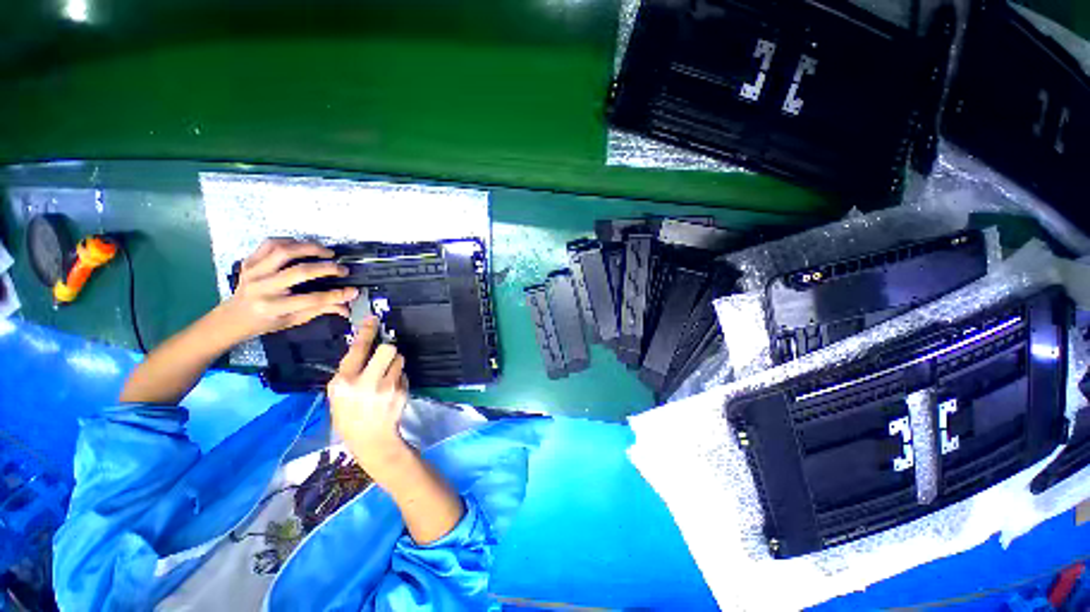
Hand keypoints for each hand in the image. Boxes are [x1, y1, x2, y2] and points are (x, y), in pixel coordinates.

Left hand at [218, 238, 358, 341]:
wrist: (234, 315)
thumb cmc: (267, 321)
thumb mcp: (295, 319)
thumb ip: (322, 309)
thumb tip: (348, 304)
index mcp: (274, 307)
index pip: (311, 299)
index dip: (336, 295)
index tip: (353, 290)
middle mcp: (262, 288)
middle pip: (299, 272)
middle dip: (326, 268)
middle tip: (342, 268)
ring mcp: (253, 272)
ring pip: (284, 251)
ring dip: (309, 248)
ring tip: (325, 252)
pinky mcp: (249, 261)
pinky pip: (270, 244)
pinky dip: (290, 242)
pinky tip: (303, 246)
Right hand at [328, 317, 411, 477]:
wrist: (372, 439)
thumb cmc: (348, 417)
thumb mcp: (336, 395)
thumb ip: (348, 371)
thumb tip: (361, 348)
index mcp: (345, 382)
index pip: (358, 349)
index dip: (367, 331)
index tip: (373, 319)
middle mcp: (368, 381)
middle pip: (388, 349)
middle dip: (387, 348)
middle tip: (382, 357)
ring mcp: (389, 387)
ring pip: (399, 359)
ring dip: (394, 363)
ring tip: (386, 376)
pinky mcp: (403, 391)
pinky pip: (404, 373)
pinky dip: (399, 376)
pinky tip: (391, 388)